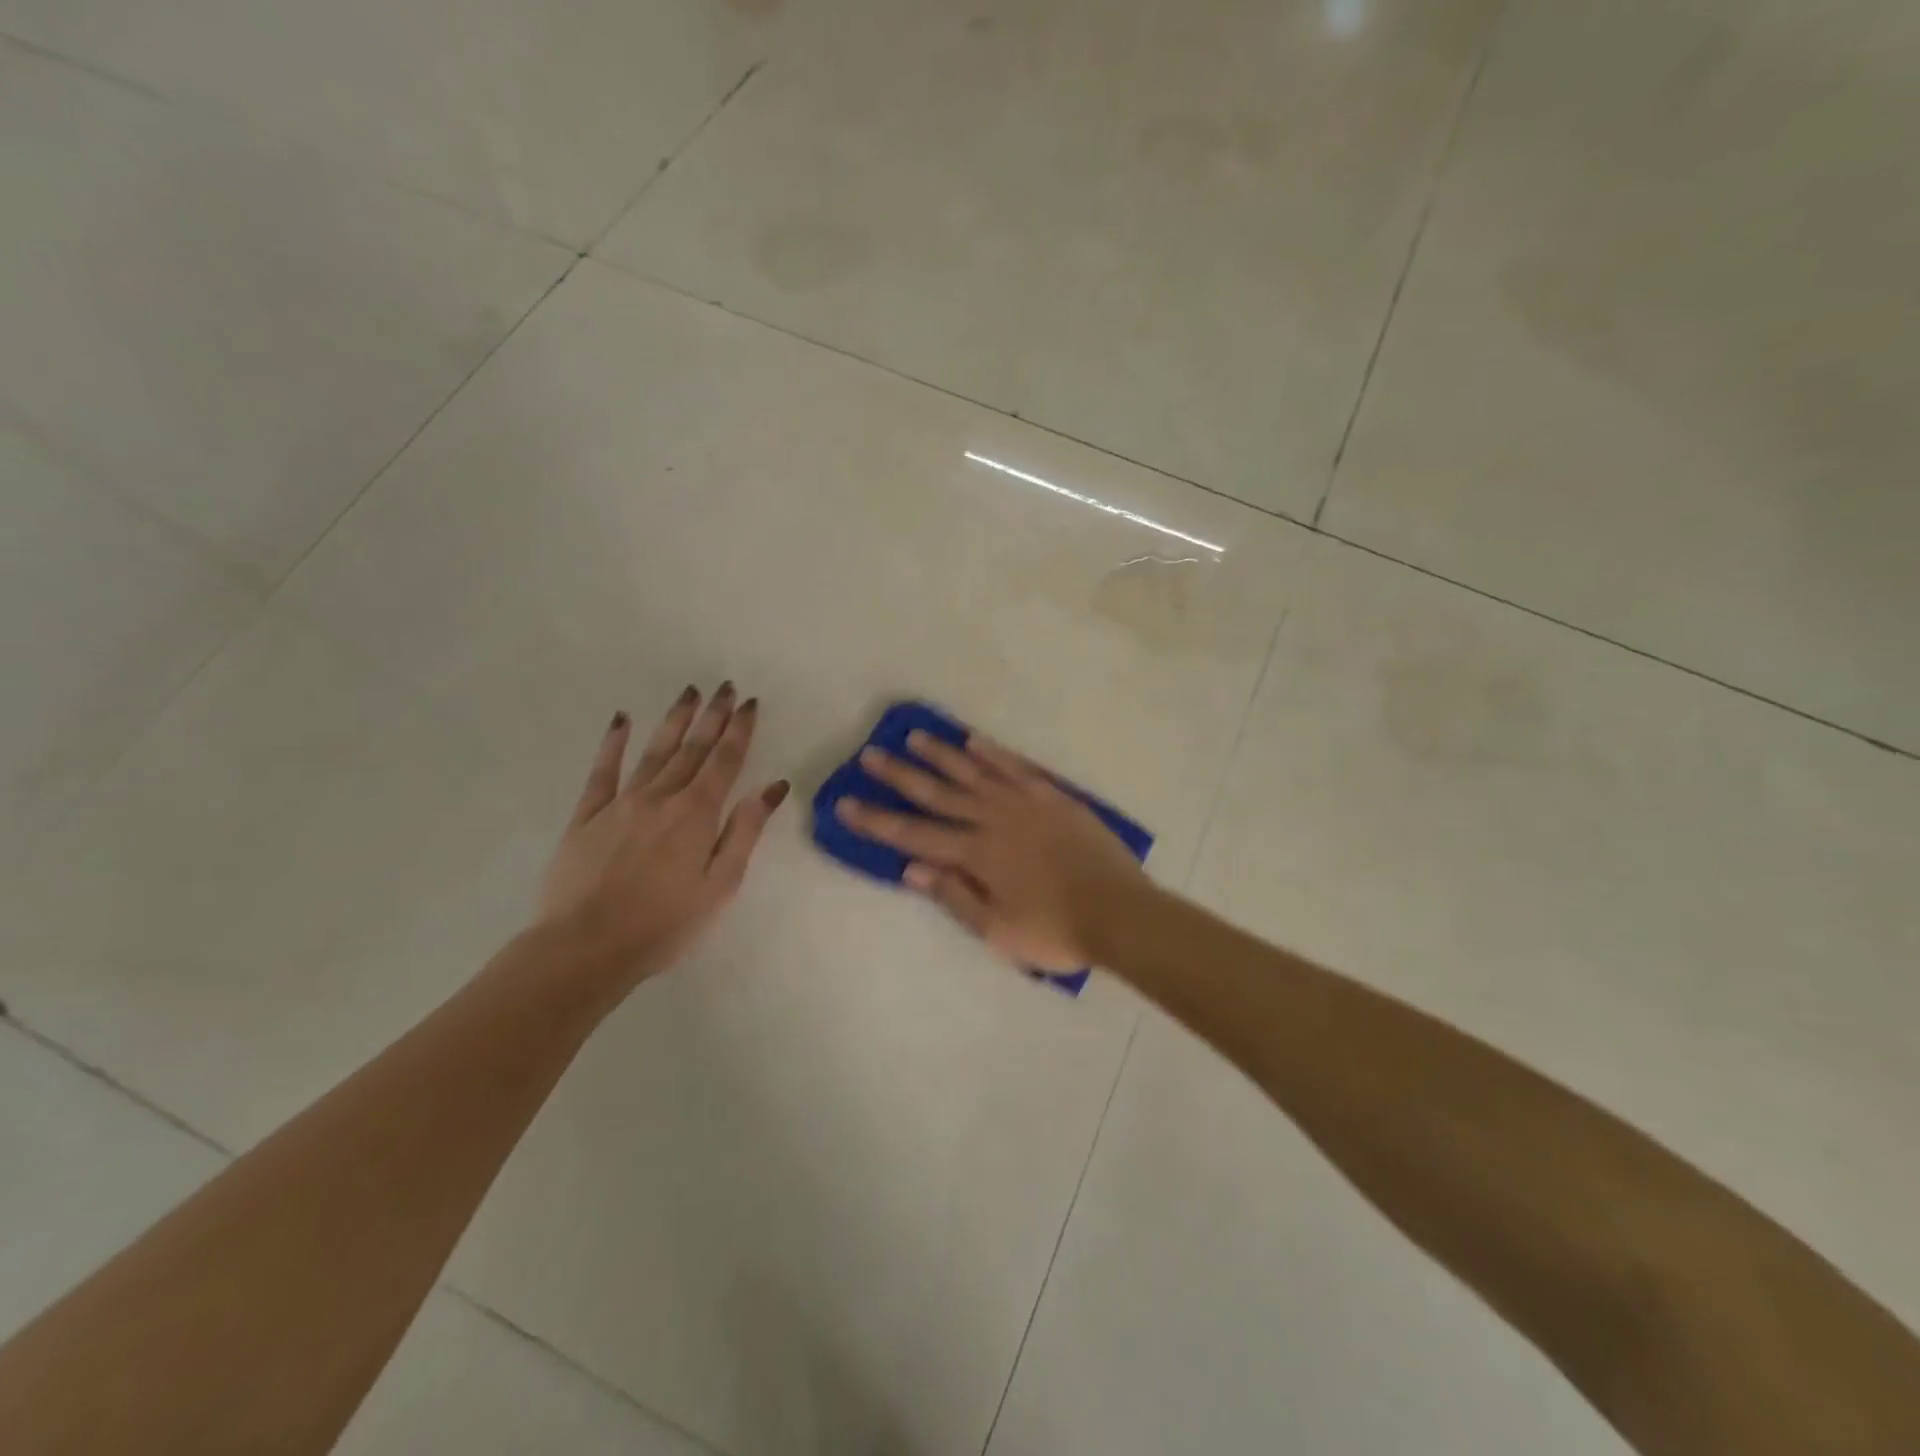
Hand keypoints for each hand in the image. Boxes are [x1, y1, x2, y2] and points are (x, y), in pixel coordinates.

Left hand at [538, 683, 788, 988]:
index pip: (725, 761)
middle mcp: (661, 798)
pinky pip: (602, 772)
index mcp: (697, 814)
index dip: (739, 730)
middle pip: (692, 749)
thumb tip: (771, 787)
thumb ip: (745, 831)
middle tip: (726, 686)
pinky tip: (622, 720)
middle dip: (712, 716)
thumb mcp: (720, 884)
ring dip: (674, 720)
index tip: (749, 703)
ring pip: (654, 751)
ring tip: (689, 693)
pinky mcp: (587, 817)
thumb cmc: (665, 924)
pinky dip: (613, 743)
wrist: (585, 947)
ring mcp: (620, 804)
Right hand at [836, 731, 1148, 971]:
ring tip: (914, 736)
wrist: (1120, 912)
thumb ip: (954, 896)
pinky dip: (993, 753)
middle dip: (900, 775)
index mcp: (975, 855)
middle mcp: (992, 820)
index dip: (877, 820)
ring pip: (973, 772)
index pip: (913, 836)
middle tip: (870, 754)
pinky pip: (1016, 767)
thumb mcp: (997, 930)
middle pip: (937, 794)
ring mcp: (1024, 803)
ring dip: (941, 754)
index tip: (845, 803)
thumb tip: (911, 869)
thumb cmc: (1056, 931)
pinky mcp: (1052, 796)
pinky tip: (973, 741)